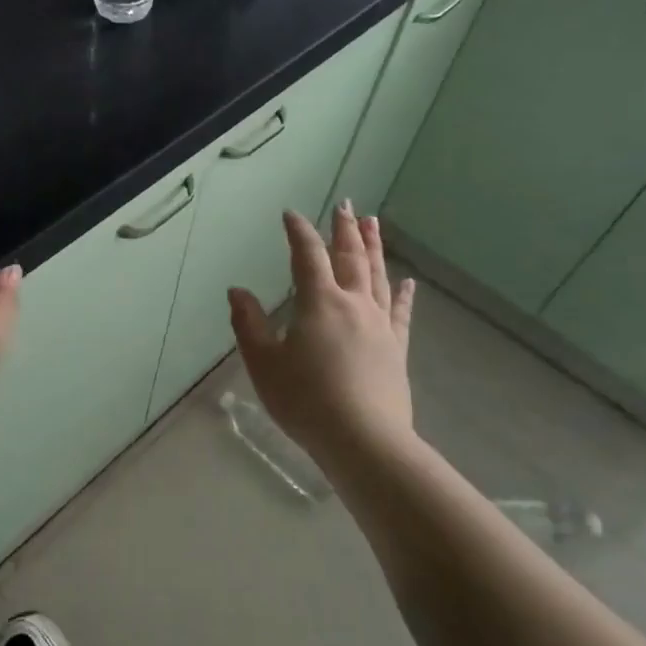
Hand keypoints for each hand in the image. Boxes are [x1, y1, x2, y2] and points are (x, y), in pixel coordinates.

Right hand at [229, 203, 417, 464]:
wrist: (363, 440)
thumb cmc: (305, 399)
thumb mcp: (264, 362)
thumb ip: (249, 324)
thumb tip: (237, 291)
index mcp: (319, 302)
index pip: (307, 256)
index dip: (298, 232)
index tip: (291, 214)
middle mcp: (353, 304)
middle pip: (350, 258)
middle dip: (345, 229)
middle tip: (346, 205)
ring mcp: (379, 326)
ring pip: (377, 277)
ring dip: (374, 248)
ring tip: (373, 224)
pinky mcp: (396, 349)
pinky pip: (401, 314)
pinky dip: (403, 295)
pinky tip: (408, 283)